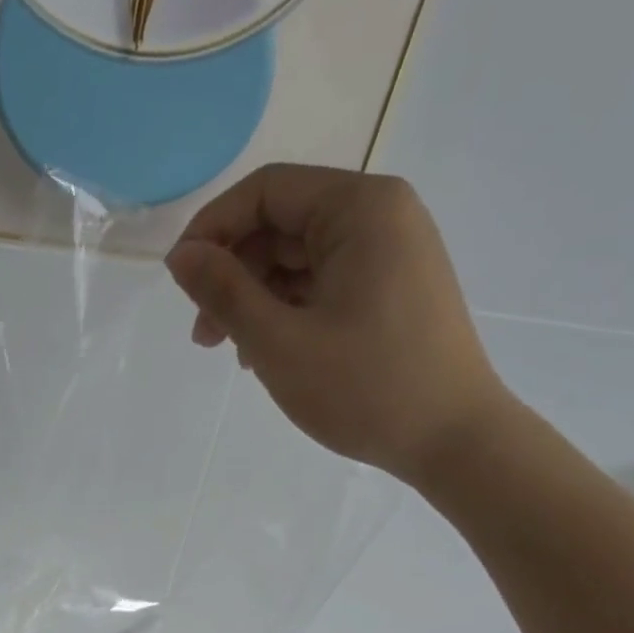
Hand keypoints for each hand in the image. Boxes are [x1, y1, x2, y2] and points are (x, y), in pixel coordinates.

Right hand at [164, 165, 514, 482]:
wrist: (453, 441)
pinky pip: (323, 285)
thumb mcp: (278, 341)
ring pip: (298, 260)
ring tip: (233, 352)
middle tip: (203, 334)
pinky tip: (268, 355)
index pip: (266, 191)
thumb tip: (181, 255)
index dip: (212, 229)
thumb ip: (223, 291)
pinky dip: (287, 312)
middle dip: (233, 274)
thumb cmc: (364, 388)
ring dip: (255, 300)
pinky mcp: (392, 290)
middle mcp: (381, 217)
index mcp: (360, 209)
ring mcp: (391, 254)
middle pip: (281, 225)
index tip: (179, 280)